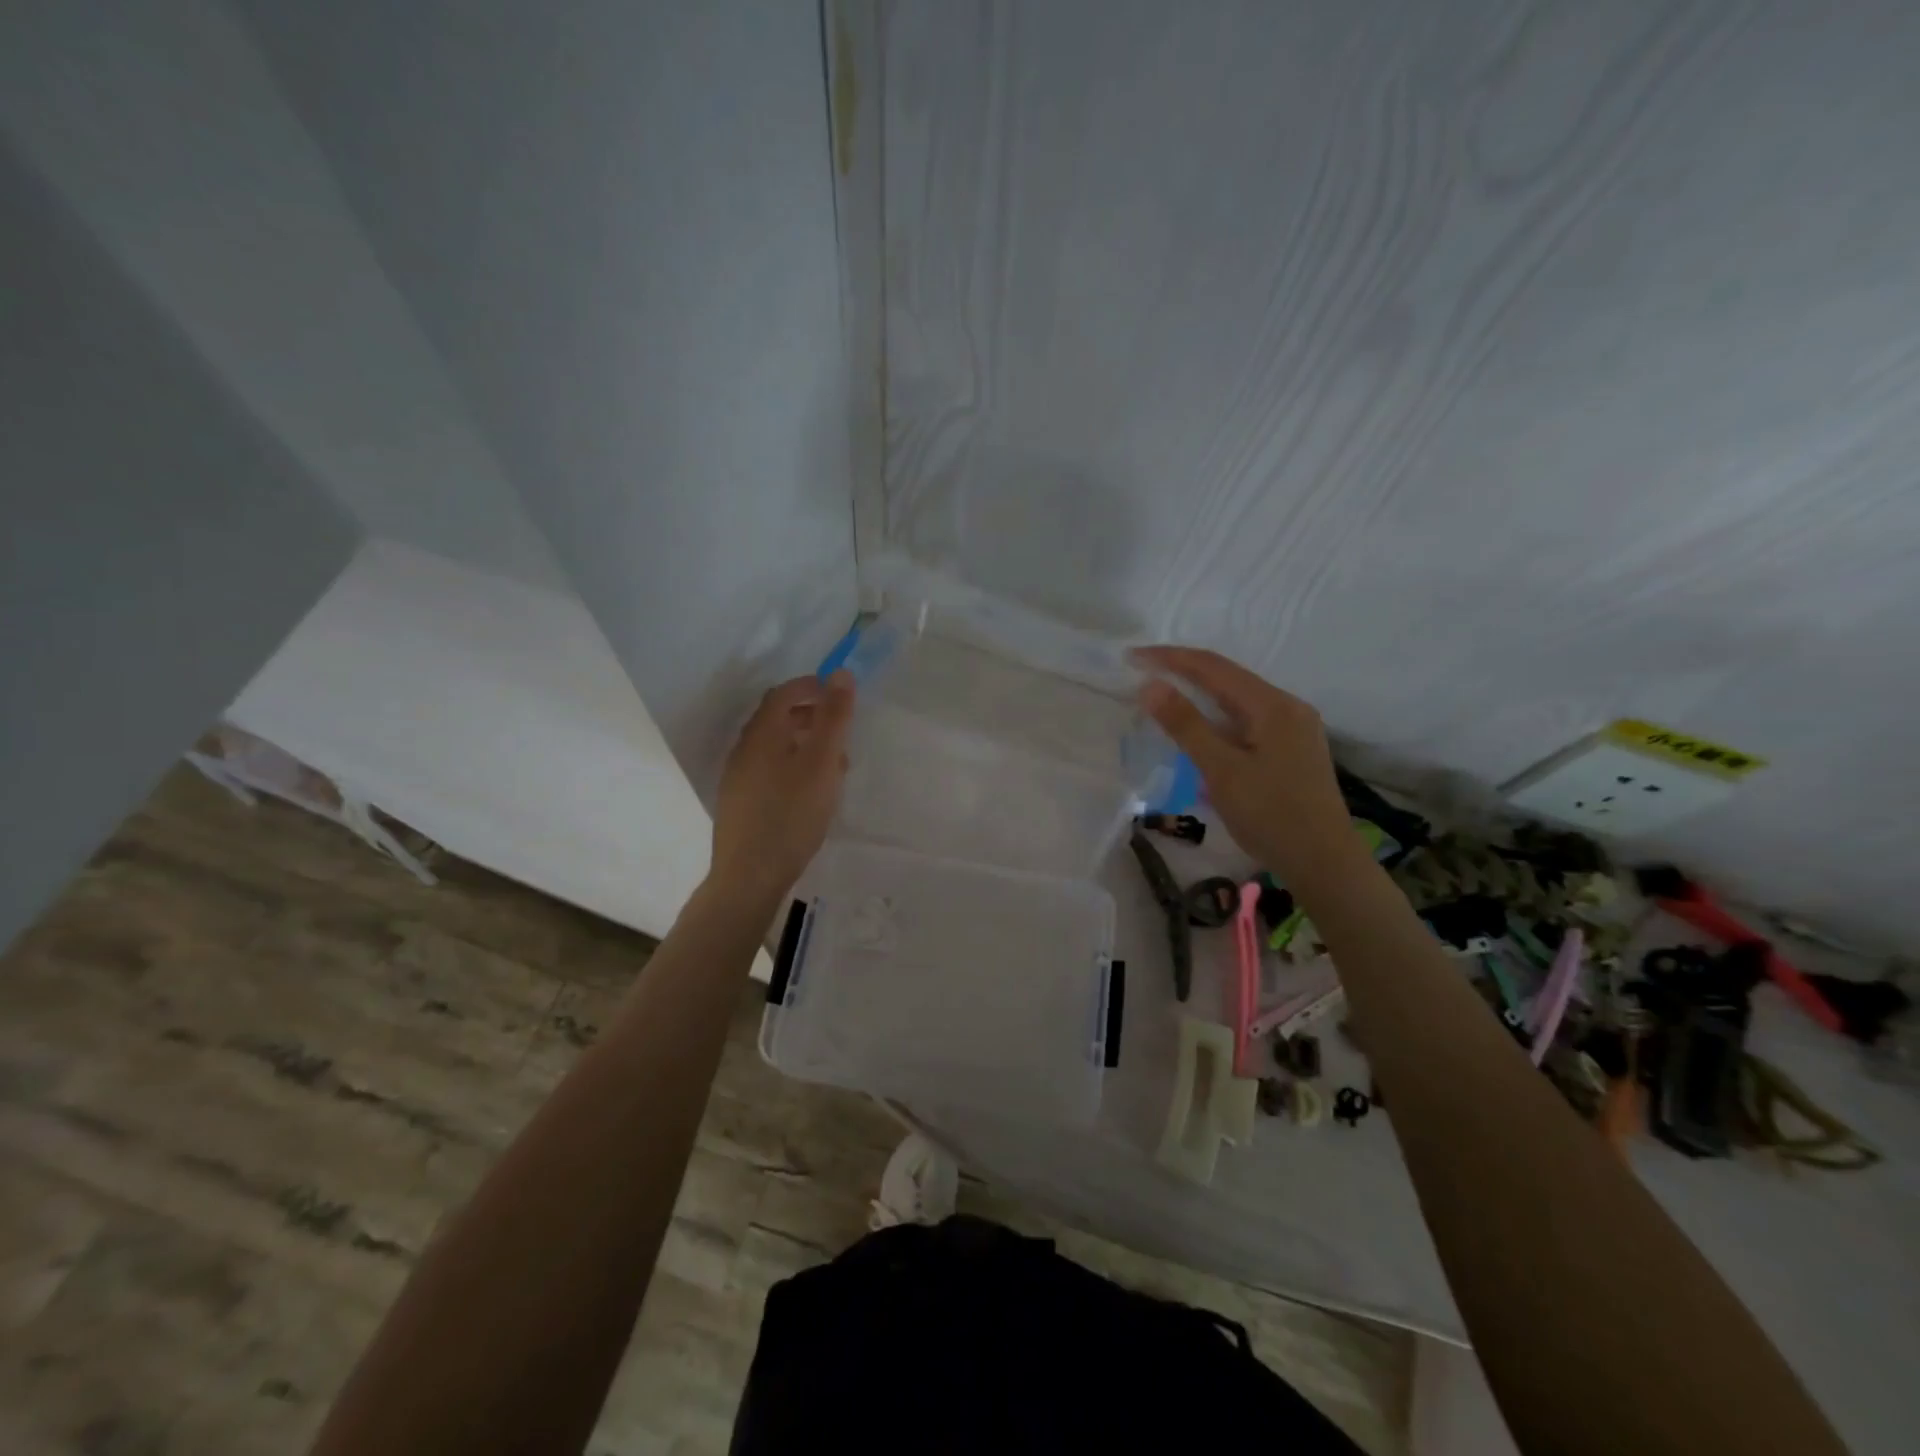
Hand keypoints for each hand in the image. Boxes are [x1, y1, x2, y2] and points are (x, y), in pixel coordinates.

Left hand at [708, 672, 854, 910]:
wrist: (749, 876)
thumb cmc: (790, 814)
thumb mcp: (822, 763)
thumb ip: (833, 718)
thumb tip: (840, 673)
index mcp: (761, 734)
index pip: (784, 694)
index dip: (812, 687)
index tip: (841, 694)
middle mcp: (744, 750)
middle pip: (778, 719)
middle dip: (812, 717)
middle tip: (842, 731)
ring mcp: (739, 778)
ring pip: (776, 748)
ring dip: (806, 745)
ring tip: (834, 766)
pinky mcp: (741, 803)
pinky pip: (771, 771)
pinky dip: (794, 768)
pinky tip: (812, 794)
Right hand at [1132, 646, 1356, 884]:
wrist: (1325, 864)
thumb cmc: (1271, 816)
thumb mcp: (1221, 770)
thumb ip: (1186, 725)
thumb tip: (1150, 685)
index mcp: (1273, 705)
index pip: (1213, 667)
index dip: (1170, 658)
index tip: (1132, 658)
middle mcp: (1287, 707)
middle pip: (1227, 679)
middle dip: (1183, 673)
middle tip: (1142, 674)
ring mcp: (1293, 729)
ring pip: (1237, 701)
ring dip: (1199, 697)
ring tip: (1162, 699)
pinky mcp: (1291, 750)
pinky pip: (1246, 721)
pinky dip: (1216, 720)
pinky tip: (1198, 733)